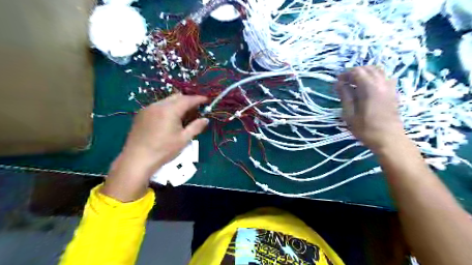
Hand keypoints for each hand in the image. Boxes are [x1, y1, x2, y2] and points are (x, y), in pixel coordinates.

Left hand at [101, 95, 207, 201]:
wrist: (137, 159)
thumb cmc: (163, 150)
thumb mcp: (184, 139)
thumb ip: (196, 127)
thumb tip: (206, 119)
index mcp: (170, 110)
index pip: (188, 99)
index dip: (198, 99)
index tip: (206, 100)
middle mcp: (158, 105)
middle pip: (177, 97)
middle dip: (188, 100)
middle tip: (195, 110)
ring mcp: (148, 109)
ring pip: (166, 101)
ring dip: (177, 104)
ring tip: (182, 117)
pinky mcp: (141, 114)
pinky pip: (158, 106)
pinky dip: (167, 109)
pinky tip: (168, 120)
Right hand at [335, 65, 405, 152]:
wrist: (388, 139)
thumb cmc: (365, 129)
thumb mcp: (349, 114)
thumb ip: (344, 96)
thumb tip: (339, 83)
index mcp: (369, 88)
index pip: (357, 72)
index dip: (345, 74)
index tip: (337, 80)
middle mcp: (382, 84)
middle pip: (368, 68)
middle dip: (355, 72)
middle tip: (345, 81)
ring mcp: (390, 87)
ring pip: (378, 70)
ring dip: (365, 73)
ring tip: (355, 82)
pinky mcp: (394, 92)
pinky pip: (385, 77)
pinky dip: (375, 77)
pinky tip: (368, 86)